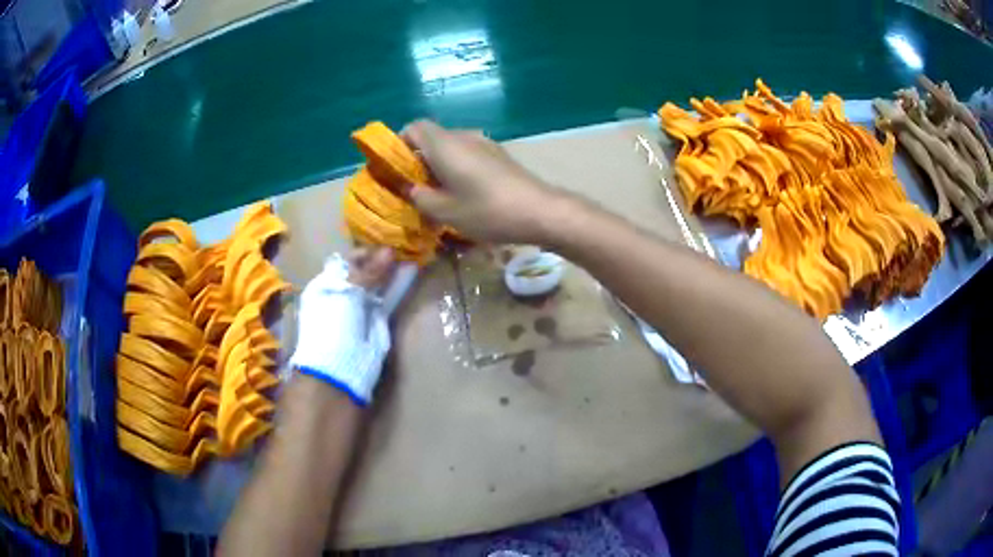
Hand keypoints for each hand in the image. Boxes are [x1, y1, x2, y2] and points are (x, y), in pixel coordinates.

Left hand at [290, 247, 396, 405]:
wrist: (340, 368)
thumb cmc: (333, 326)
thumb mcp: (347, 293)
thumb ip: (369, 272)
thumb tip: (390, 250)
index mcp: (325, 285)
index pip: (347, 261)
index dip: (366, 253)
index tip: (386, 247)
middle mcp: (341, 295)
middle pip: (364, 272)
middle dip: (381, 262)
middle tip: (402, 250)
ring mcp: (359, 309)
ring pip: (377, 285)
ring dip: (391, 274)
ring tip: (409, 259)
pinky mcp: (375, 323)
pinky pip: (387, 301)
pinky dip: (396, 290)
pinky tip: (408, 277)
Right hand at [403, 120, 565, 243]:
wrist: (539, 210)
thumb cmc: (487, 210)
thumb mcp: (445, 212)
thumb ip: (420, 197)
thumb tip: (411, 189)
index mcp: (445, 144)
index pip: (414, 127)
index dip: (400, 143)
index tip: (396, 167)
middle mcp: (464, 136)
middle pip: (432, 137)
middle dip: (418, 158)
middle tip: (414, 186)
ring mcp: (485, 143)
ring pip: (451, 146)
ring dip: (439, 164)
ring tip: (438, 192)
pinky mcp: (499, 155)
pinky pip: (469, 153)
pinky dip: (458, 166)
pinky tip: (464, 191)